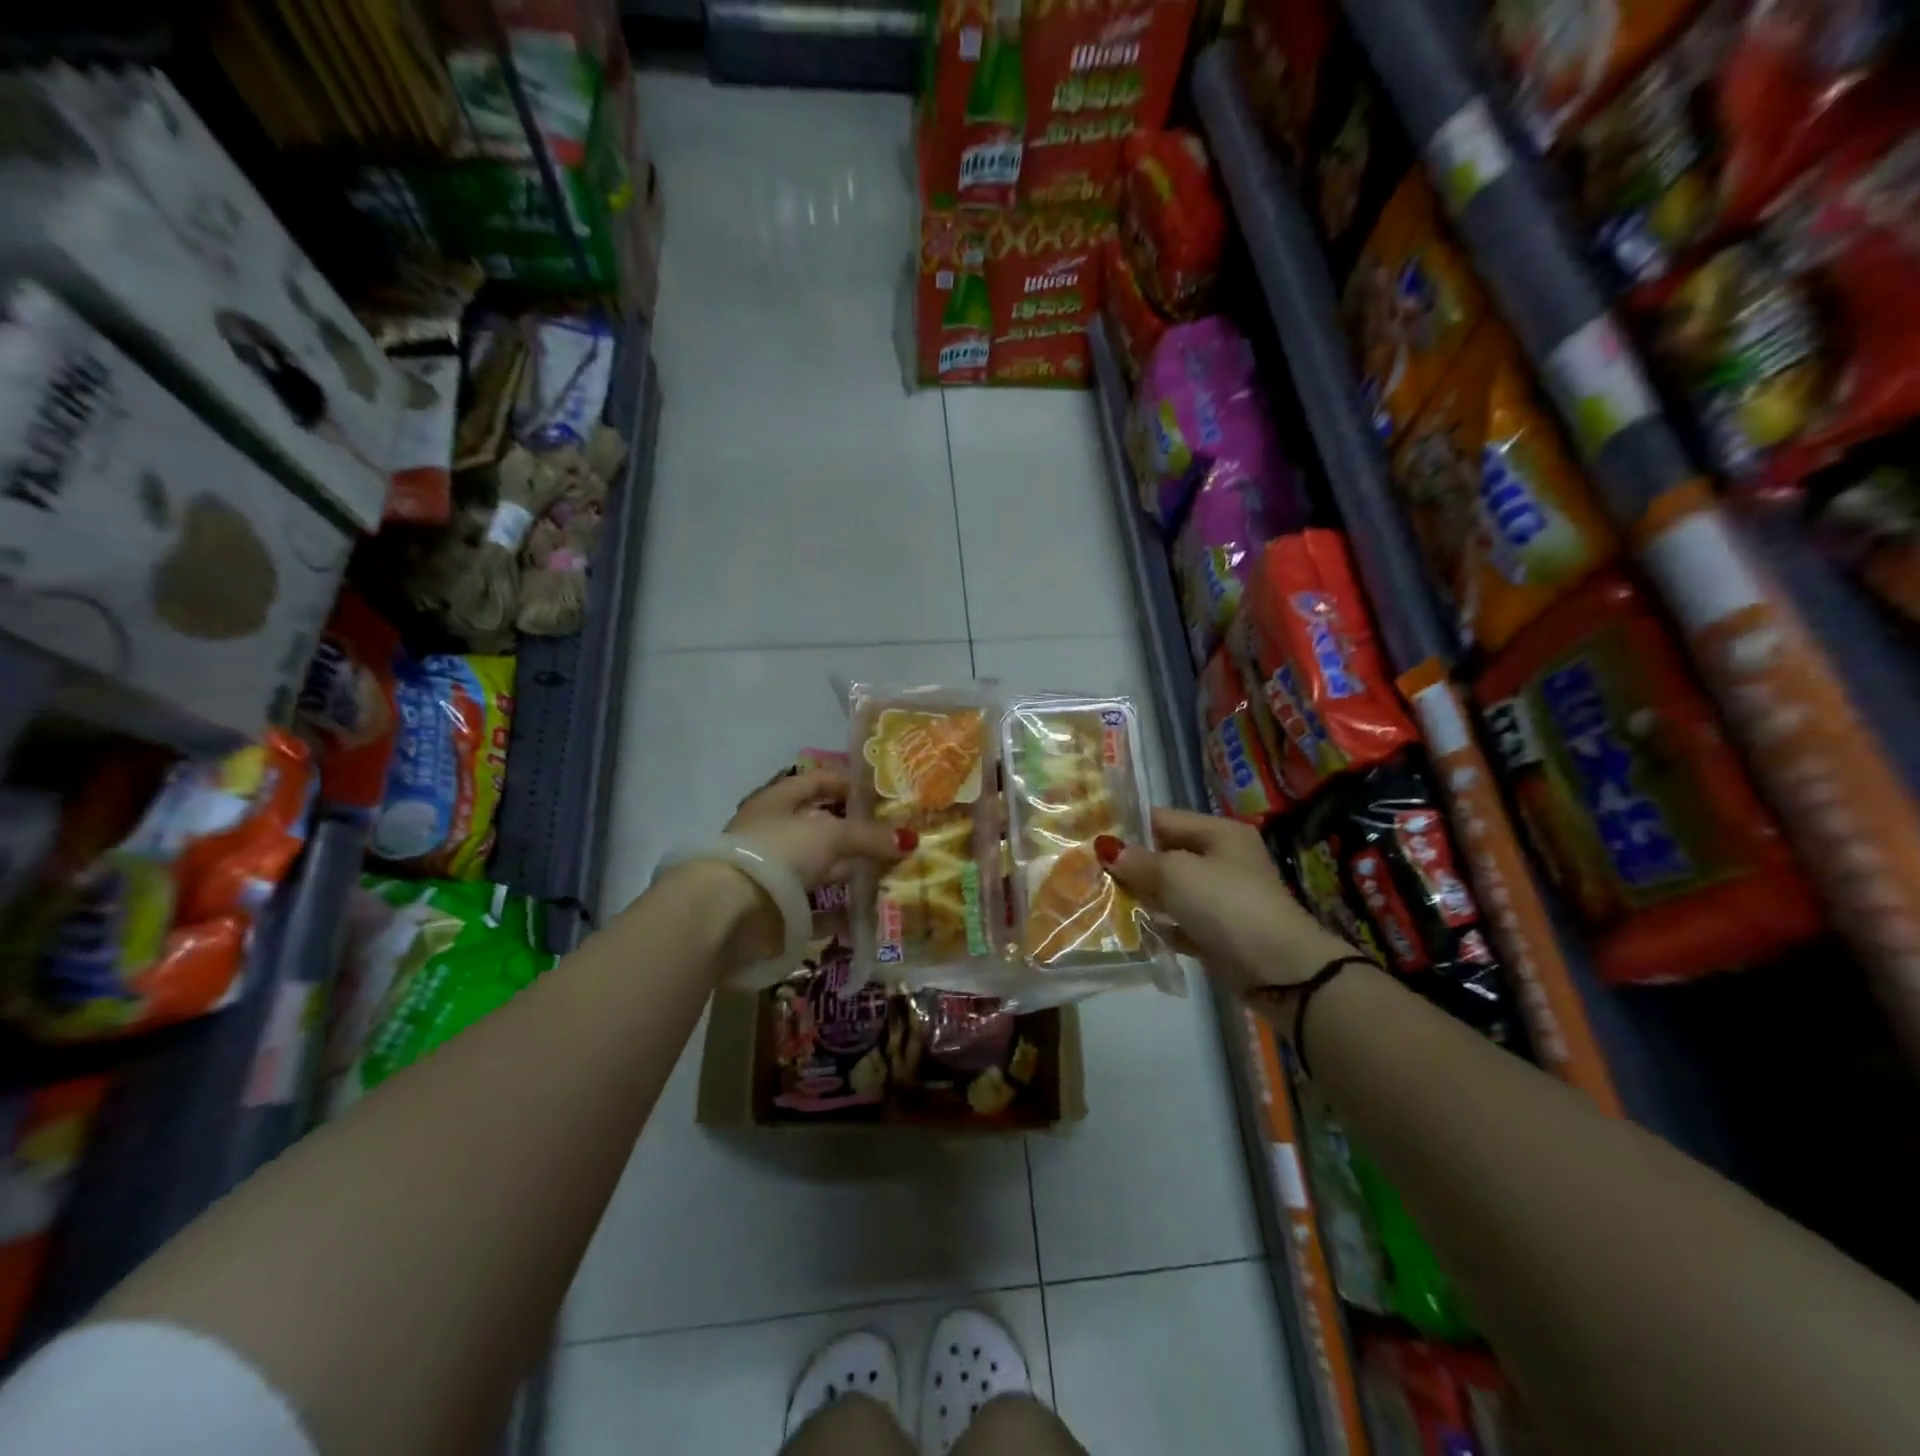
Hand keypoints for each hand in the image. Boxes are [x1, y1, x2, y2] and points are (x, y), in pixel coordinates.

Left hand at [706, 768, 911, 963]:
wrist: (729, 912)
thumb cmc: (777, 853)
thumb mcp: (830, 834)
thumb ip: (868, 836)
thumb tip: (909, 838)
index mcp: (778, 801)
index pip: (816, 782)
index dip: (846, 782)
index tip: (881, 792)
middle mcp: (774, 833)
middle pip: (822, 827)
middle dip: (857, 833)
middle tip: (896, 837)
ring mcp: (773, 874)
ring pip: (821, 868)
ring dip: (851, 872)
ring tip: (891, 875)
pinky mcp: (776, 911)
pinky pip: (815, 908)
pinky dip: (839, 912)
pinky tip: (868, 915)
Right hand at [1098, 808, 1358, 996]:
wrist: (1281, 971)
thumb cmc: (1227, 906)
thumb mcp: (1177, 875)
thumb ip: (1139, 861)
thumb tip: (1106, 847)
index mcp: (1219, 833)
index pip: (1163, 819)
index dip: (1127, 827)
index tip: (1089, 839)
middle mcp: (1222, 859)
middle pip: (1165, 855)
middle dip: (1130, 865)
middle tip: (1087, 872)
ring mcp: (1221, 898)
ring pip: (1169, 890)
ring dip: (1140, 897)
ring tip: (1099, 900)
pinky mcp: (1217, 932)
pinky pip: (1178, 922)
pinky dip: (1158, 926)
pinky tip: (1129, 931)